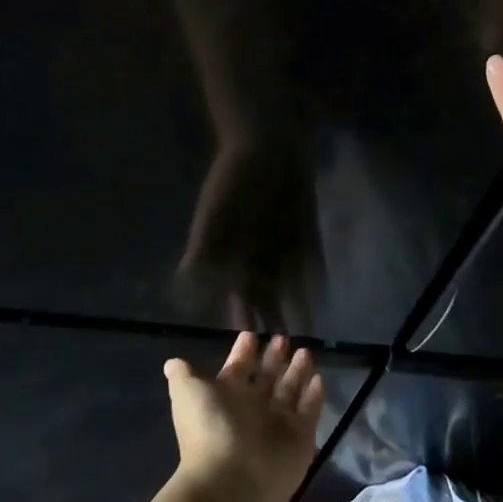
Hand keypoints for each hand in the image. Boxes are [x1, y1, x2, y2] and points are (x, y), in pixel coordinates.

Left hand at [165, 326, 323, 501]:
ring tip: (305, 351)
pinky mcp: (301, 438)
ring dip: (297, 372)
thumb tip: (172, 363)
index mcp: (227, 398)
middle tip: (283, 338)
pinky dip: (315, 396)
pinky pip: (310, 412)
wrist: (233, 481)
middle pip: (266, 378)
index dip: (243, 352)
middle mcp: (253, 409)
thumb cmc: (210, 429)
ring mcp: (278, 425)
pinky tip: (319, 378)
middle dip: (274, 358)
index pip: (237, 369)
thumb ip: (184, 376)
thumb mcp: (188, 395)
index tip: (251, 334)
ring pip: (290, 391)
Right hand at [178, 135, 321, 335]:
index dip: (244, 319)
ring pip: (290, 284)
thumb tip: (181, 285)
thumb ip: (202, 248)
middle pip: (266, 296)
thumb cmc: (233, 179)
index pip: (239, 294)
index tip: (247, 346)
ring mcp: (285, 245)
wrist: (265, 147)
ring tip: (304, 336)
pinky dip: (315, 278)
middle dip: (272, 321)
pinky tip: (321, 297)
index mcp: (235, 255)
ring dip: (296, 306)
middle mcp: (260, 256)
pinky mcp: (305, 233)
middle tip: (279, 354)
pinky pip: (312, 261)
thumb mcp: (213, 212)